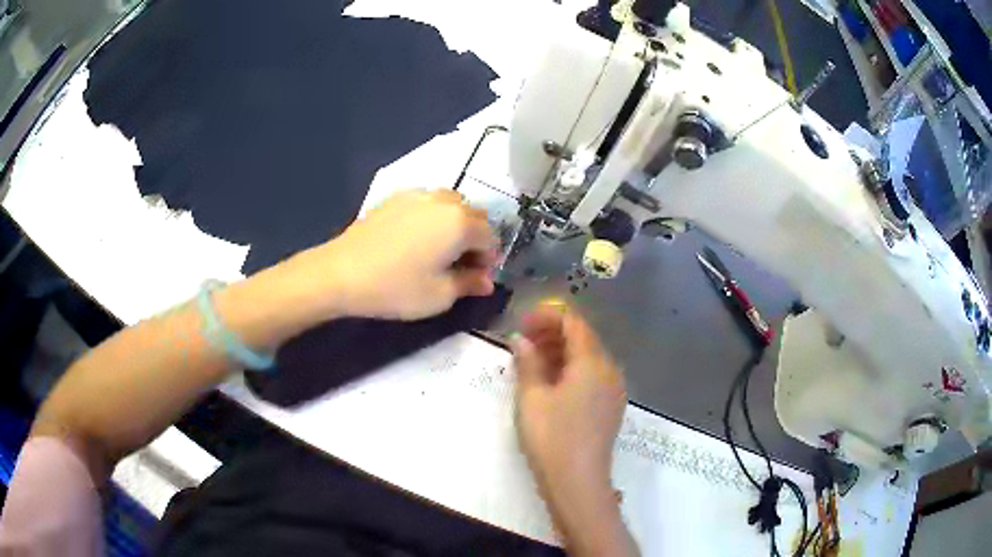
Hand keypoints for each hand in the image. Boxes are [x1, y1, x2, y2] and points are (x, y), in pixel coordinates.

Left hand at [297, 189, 497, 320]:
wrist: (342, 272)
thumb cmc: (396, 288)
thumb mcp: (439, 295)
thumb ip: (469, 284)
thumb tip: (487, 281)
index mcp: (461, 223)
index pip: (491, 237)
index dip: (488, 260)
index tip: (475, 279)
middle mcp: (444, 201)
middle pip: (474, 215)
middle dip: (475, 239)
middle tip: (459, 264)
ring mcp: (418, 195)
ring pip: (451, 204)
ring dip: (455, 223)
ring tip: (438, 248)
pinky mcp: (395, 197)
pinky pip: (427, 201)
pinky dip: (432, 216)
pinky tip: (415, 238)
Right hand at [512, 303, 625, 494]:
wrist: (577, 482)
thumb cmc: (551, 437)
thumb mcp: (532, 397)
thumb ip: (527, 362)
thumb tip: (520, 340)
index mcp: (593, 362)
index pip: (573, 323)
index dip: (547, 317)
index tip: (521, 324)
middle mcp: (610, 370)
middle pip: (583, 338)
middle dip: (552, 333)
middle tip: (522, 341)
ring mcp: (614, 389)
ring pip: (589, 357)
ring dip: (561, 351)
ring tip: (531, 360)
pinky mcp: (611, 406)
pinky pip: (593, 376)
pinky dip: (572, 369)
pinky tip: (551, 381)